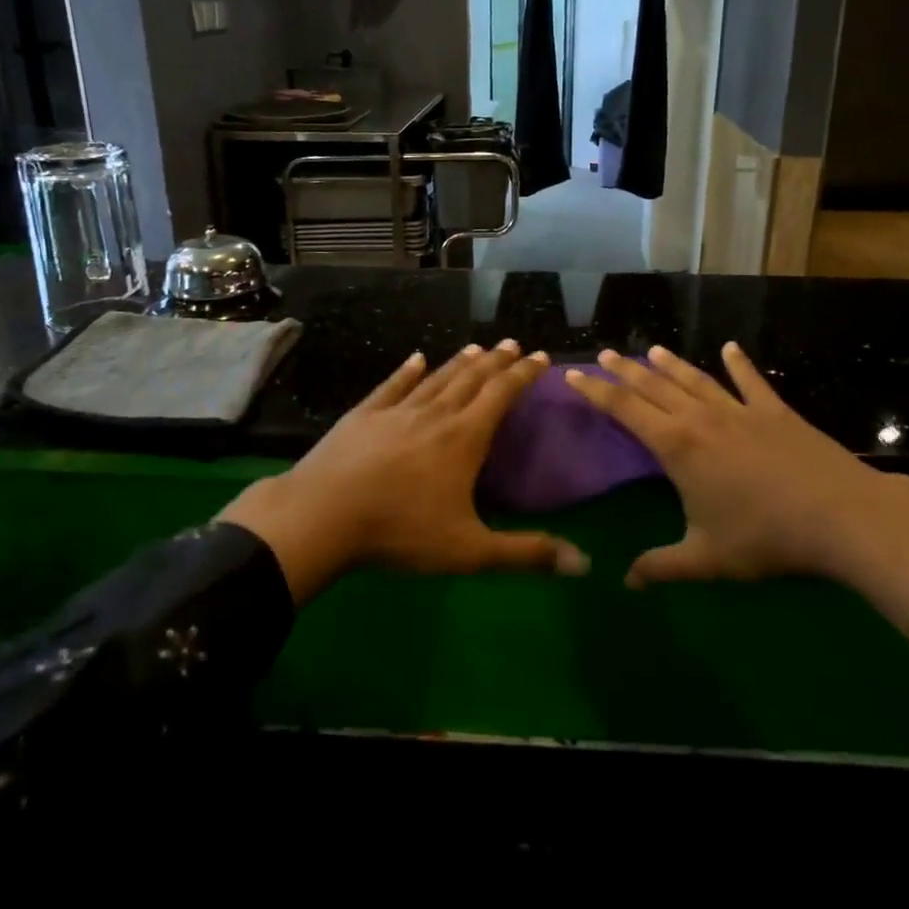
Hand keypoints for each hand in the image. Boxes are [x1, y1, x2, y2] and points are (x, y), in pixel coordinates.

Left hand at [219, 340, 590, 603]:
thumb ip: (526, 554)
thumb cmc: (401, 532)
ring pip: (436, 377)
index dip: (524, 374)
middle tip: (513, 343)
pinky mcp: (364, 415)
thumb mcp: (470, 551)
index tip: (541, 356)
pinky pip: (392, 385)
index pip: (502, 395)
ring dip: (459, 361)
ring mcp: (396, 410)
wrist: (324, 514)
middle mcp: (435, 414)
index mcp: (464, 438)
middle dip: (496, 360)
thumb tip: (584, 564)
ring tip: (476, 347)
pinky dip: (407, 370)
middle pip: (472, 378)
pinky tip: (415, 359)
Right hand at [564, 343, 908, 645]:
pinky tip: (731, 348)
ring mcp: (740, 410)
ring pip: (695, 379)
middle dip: (626, 370)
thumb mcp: (706, 559)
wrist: (840, 516)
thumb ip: (662, 567)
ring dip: (671, 364)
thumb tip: (625, 583)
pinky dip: (740, 364)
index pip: (625, 409)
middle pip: (654, 386)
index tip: (573, 374)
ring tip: (652, 349)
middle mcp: (701, 419)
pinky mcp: (775, 411)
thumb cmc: (764, 537)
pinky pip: (751, 381)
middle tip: (606, 352)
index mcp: (677, 447)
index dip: (596, 391)